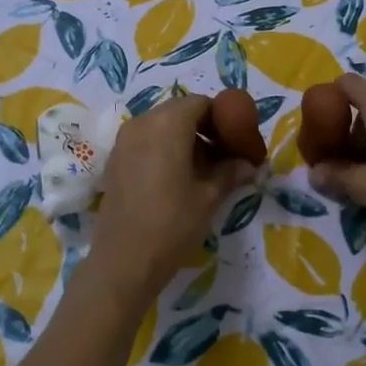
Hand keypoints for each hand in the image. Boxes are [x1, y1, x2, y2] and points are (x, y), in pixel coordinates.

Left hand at [89, 94, 256, 303]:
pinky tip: (180, 179)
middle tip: (227, 156)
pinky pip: (147, 142)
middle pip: (181, 112)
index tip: (240, 142)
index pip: (203, 104)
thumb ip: (231, 172)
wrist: (123, 261)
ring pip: (163, 127)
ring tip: (206, 171)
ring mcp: (124, 141)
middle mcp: (142, 122)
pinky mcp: (115, 161)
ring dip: (187, 140)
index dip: (225, 119)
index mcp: (168, 123)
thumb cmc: (172, 224)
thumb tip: (250, 164)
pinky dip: (166, 150)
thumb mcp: (209, 197)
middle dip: (206, 128)